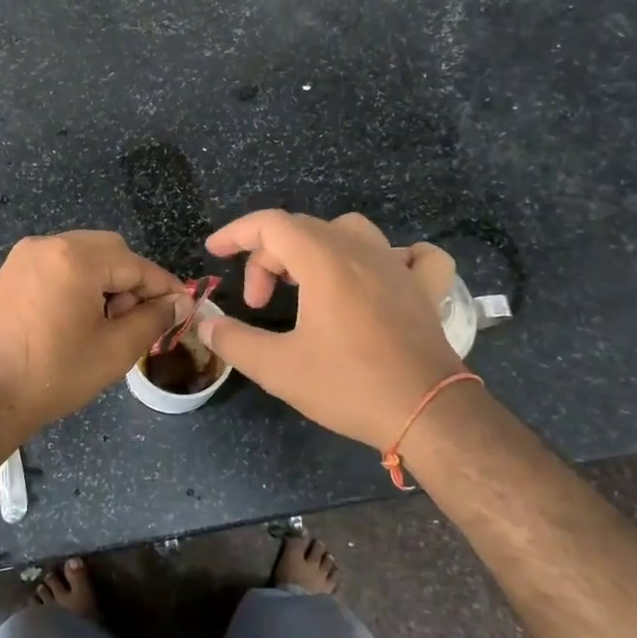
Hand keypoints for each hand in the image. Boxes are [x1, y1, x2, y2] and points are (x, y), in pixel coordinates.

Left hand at [0, 231, 191, 456]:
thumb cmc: (53, 374)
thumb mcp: (115, 350)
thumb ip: (154, 319)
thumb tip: (181, 301)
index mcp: (75, 257)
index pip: (135, 264)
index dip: (164, 287)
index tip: (185, 307)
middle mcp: (48, 244)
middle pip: (109, 251)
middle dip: (131, 282)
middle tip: (137, 321)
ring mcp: (24, 257)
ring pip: (83, 256)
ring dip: (105, 282)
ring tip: (106, 324)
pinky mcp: (10, 274)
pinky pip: (58, 266)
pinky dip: (77, 283)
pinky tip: (77, 319)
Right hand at [195, 211, 463, 448]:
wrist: (430, 413)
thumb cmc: (350, 385)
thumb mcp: (279, 368)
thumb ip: (234, 341)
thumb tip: (206, 325)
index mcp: (323, 260)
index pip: (270, 224)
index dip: (236, 232)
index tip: (214, 252)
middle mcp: (361, 251)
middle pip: (302, 229)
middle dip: (268, 258)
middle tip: (257, 302)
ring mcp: (399, 266)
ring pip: (350, 231)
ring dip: (317, 248)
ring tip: (306, 282)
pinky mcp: (426, 289)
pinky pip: (414, 255)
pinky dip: (392, 257)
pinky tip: (382, 276)